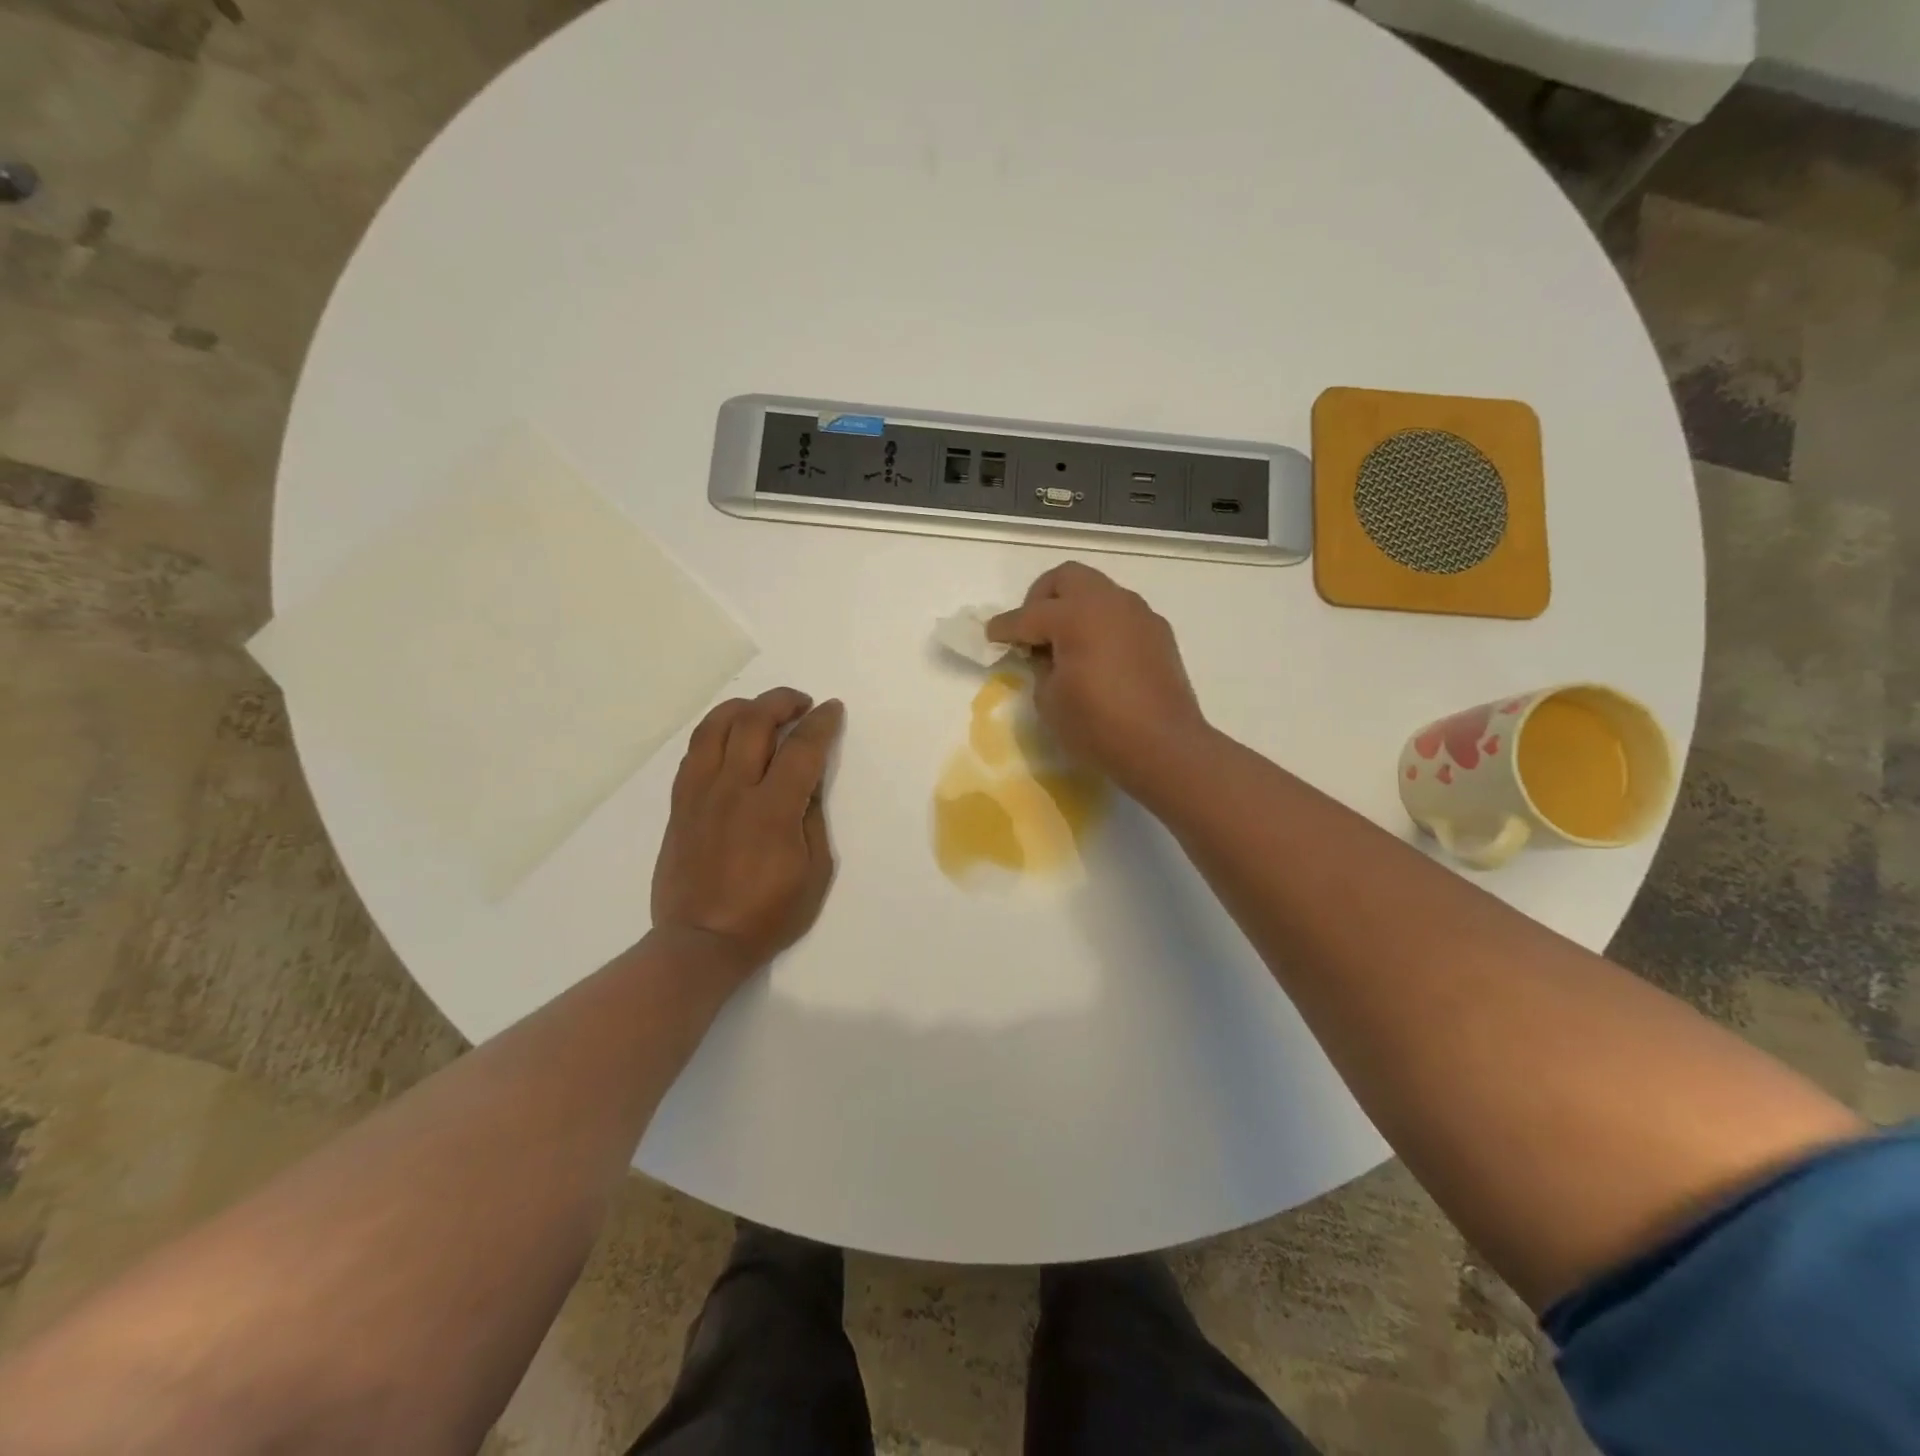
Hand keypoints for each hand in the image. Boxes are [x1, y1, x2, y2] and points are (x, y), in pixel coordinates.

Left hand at [651, 688, 844, 980]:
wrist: (700, 942)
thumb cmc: (767, 915)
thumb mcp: (814, 873)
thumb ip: (813, 819)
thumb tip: (809, 782)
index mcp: (773, 809)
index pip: (801, 748)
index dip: (821, 723)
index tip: (832, 709)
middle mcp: (733, 790)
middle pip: (753, 722)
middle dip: (782, 702)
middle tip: (801, 704)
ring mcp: (699, 794)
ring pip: (715, 728)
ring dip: (743, 708)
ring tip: (762, 710)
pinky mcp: (679, 805)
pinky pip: (694, 753)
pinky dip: (715, 734)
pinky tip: (730, 739)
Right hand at [987, 561, 1207, 788]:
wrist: (1165, 747)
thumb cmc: (1098, 726)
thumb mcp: (1049, 701)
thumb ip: (1040, 669)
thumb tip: (1047, 657)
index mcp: (1077, 615)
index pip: (1029, 615)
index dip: (1004, 627)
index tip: (991, 636)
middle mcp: (1109, 602)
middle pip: (1066, 578)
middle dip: (1041, 598)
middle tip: (1033, 631)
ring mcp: (1139, 614)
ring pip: (1097, 591)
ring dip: (1075, 608)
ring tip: (1066, 644)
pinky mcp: (1158, 632)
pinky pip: (1120, 613)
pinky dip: (1101, 624)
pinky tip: (1097, 657)